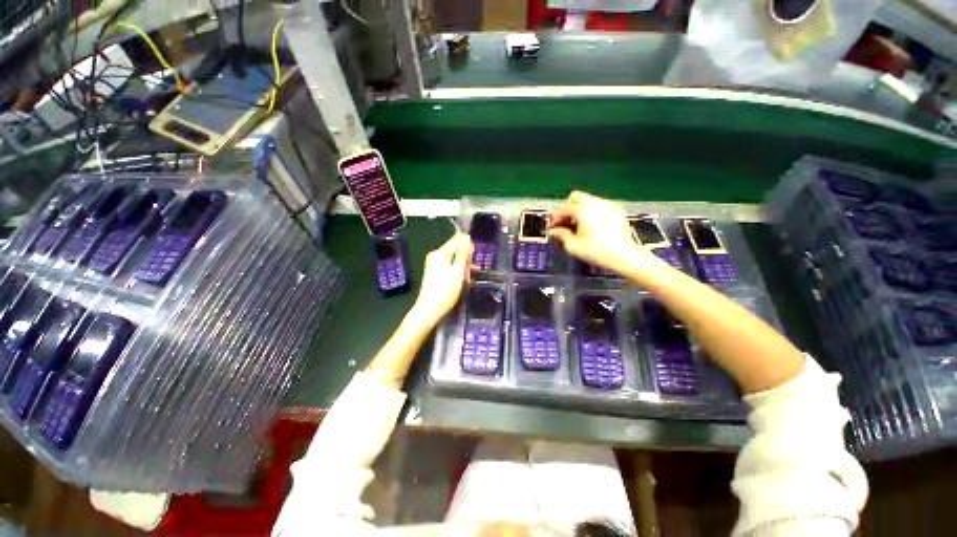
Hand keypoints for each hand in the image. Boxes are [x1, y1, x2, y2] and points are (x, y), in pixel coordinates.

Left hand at [410, 232, 472, 327]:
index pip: (456, 240)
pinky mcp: (434, 273)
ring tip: (469, 276)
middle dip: (465, 257)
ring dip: (462, 265)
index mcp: (440, 253)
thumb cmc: (445, 291)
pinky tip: (463, 279)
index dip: (468, 245)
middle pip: (454, 249)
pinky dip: (456, 270)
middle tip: (472, 269)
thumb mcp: (458, 272)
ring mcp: (433, 264)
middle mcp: (435, 256)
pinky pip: (448, 266)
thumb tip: (467, 238)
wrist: (429, 310)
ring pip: (453, 259)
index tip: (475, 254)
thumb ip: (463, 254)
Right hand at [549, 191, 662, 278]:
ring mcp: (607, 205)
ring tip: (578, 226)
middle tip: (565, 222)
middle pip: (575, 197)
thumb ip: (561, 235)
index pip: (563, 209)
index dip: (555, 218)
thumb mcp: (573, 246)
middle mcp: (595, 203)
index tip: (553, 227)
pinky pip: (599, 205)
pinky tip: (592, 226)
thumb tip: (554, 231)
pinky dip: (592, 212)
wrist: (624, 255)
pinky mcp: (617, 210)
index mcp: (582, 210)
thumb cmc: (597, 252)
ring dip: (579, 209)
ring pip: (587, 200)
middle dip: (567, 208)